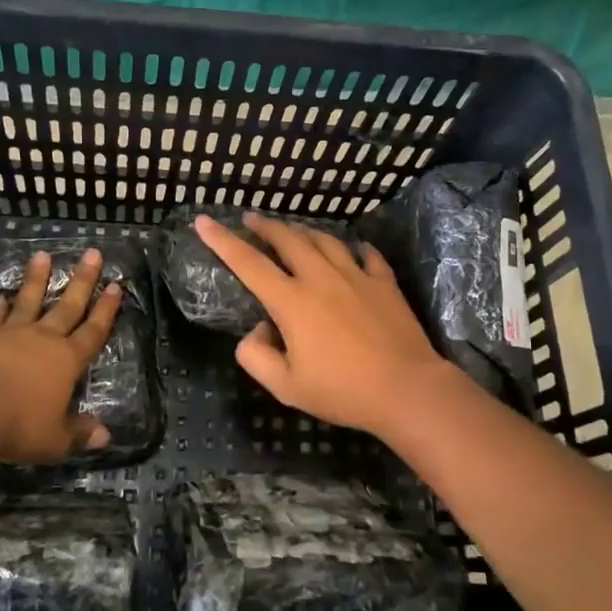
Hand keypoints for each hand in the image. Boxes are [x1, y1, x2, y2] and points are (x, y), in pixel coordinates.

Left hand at [0, 248, 122, 462]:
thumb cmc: (19, 426)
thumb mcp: (55, 439)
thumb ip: (79, 433)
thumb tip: (105, 437)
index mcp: (67, 361)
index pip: (93, 331)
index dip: (106, 310)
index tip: (116, 285)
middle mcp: (44, 340)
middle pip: (68, 306)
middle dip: (83, 280)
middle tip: (92, 254)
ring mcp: (12, 334)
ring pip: (30, 301)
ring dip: (37, 279)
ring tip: (42, 255)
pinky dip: (0, 307)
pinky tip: (1, 296)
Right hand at [194, 212, 454, 437]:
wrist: (407, 390)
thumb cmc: (343, 391)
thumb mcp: (286, 387)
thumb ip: (256, 357)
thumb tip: (257, 331)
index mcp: (292, 302)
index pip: (248, 263)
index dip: (223, 241)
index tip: (204, 221)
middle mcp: (321, 278)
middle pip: (288, 239)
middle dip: (265, 226)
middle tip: (251, 219)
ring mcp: (356, 276)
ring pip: (325, 240)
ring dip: (304, 231)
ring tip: (294, 230)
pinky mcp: (385, 283)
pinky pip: (367, 255)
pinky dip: (355, 248)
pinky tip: (354, 248)